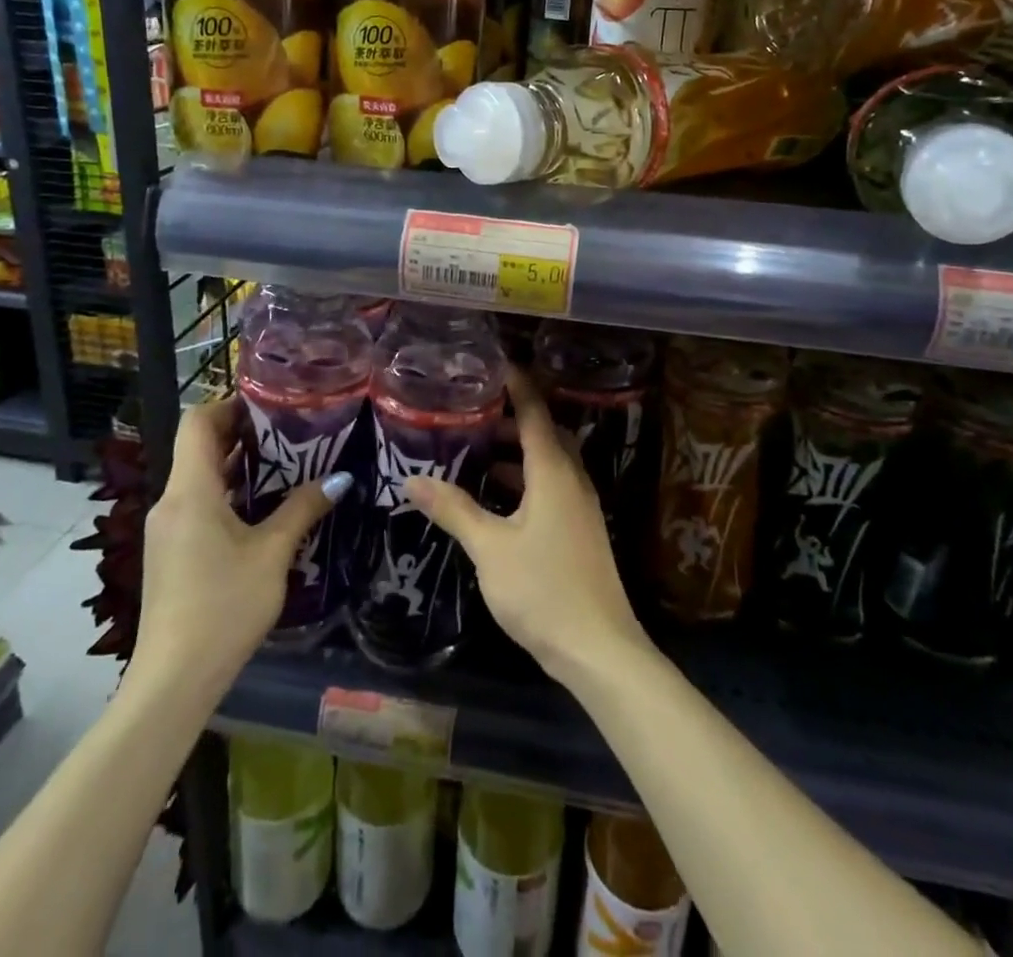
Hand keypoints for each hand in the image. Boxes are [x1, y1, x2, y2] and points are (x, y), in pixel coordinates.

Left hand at [128, 398, 351, 696]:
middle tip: (290, 429)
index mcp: (190, 491)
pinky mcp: (170, 553)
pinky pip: (197, 504)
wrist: (173, 681)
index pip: (198, 421)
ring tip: (285, 462)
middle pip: (199, 447)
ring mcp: (167, 529)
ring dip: (237, 464)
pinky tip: (262, 508)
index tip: (270, 403)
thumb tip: (340, 478)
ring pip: (199, 477)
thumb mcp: (272, 554)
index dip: (230, 403)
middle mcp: (171, 502)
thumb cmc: (224, 606)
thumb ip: (303, 509)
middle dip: (242, 432)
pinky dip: (228, 493)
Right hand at [404, 366, 652, 687]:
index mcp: (553, 471)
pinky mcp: (580, 530)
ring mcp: (581, 506)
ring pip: (548, 463)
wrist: (599, 649)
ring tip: (476, 454)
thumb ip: (453, 509)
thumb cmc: (542, 588)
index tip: (493, 364)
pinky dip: (525, 480)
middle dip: (511, 420)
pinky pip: (552, 487)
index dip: (516, 385)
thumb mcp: (489, 547)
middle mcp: (572, 479)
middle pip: (544, 434)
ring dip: (517, 454)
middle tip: (472, 413)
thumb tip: (412, 478)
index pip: (535, 412)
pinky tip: (497, 501)